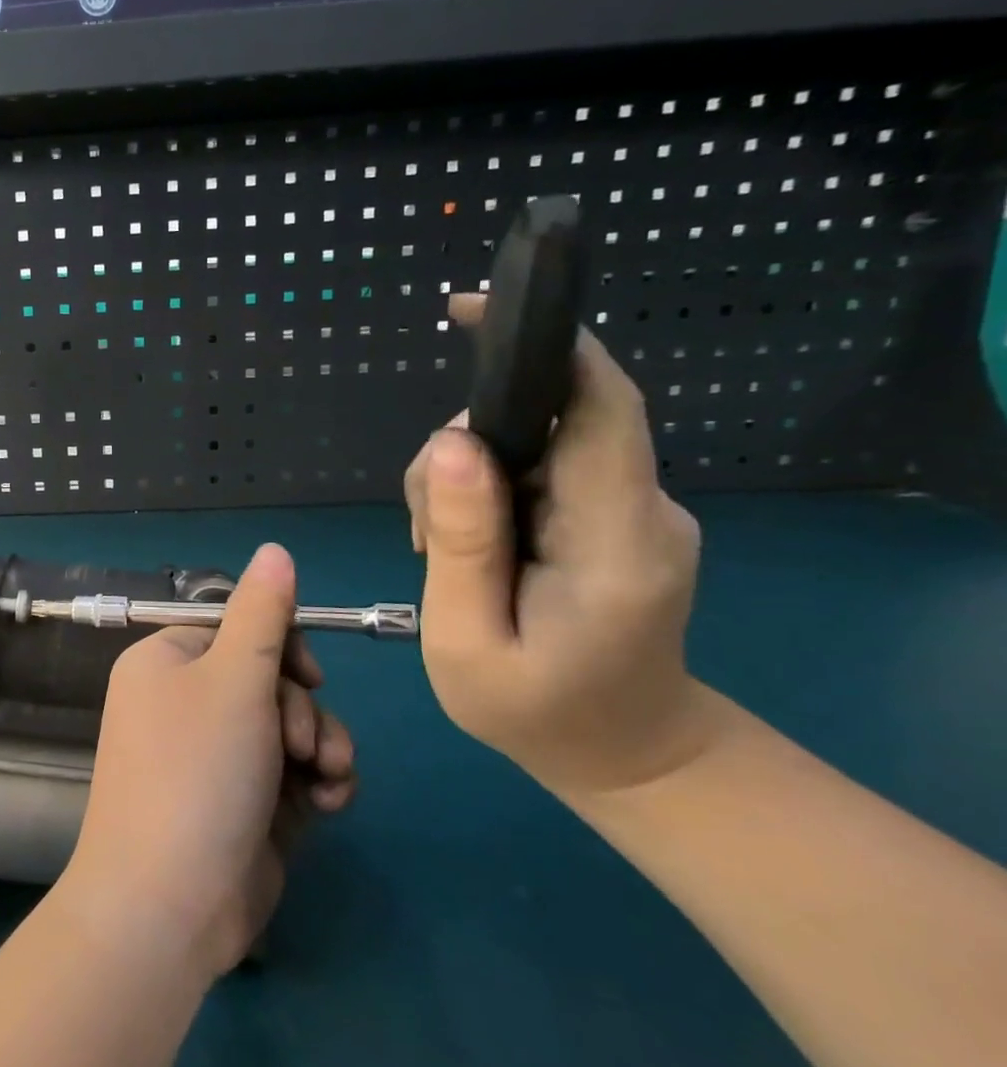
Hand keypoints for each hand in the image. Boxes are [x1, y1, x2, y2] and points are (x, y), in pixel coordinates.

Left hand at [60, 544, 357, 979]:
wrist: (169, 904)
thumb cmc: (197, 772)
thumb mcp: (234, 679)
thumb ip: (262, 613)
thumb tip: (274, 549)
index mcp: (166, 661)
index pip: (235, 627)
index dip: (280, 646)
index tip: (307, 675)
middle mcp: (184, 702)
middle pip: (269, 677)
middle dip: (301, 708)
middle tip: (301, 742)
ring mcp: (214, 756)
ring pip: (289, 725)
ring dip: (320, 745)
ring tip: (321, 777)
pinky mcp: (243, 802)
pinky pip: (291, 771)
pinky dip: (316, 782)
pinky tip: (327, 803)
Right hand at [405, 294, 719, 795]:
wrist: (629, 755)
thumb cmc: (539, 712)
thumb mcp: (467, 641)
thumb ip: (461, 542)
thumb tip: (449, 441)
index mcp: (616, 541)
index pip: (600, 407)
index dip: (543, 346)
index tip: (471, 311)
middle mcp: (642, 508)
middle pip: (548, 422)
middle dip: (464, 449)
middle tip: (423, 531)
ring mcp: (635, 509)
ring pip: (534, 444)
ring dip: (466, 477)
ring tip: (440, 551)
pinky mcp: (615, 514)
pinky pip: (542, 469)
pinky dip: (488, 490)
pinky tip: (469, 545)